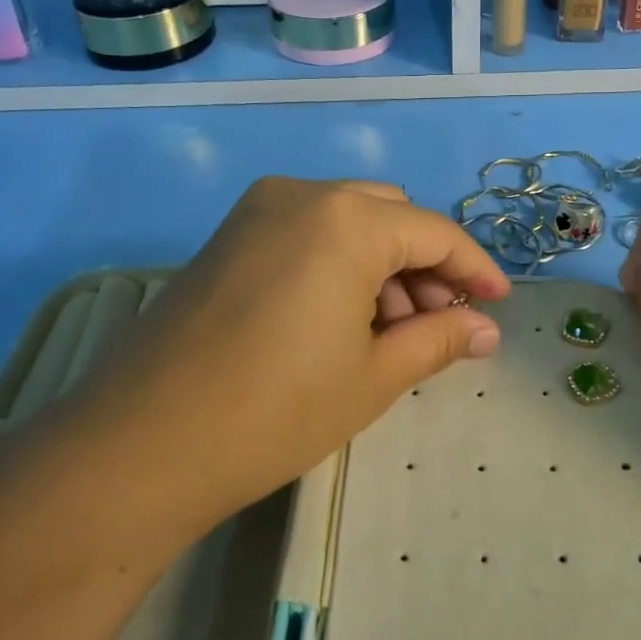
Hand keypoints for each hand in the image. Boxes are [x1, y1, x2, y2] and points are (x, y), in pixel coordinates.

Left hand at [68, 178, 510, 538]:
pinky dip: (340, 263)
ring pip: (348, 221)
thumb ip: (438, 339)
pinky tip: (342, 318)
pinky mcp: (229, 236)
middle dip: (426, 265)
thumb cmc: (275, 410)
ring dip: (383, 264)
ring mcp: (257, 211)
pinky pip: (307, 232)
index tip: (499, 303)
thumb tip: (485, 329)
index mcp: (346, 219)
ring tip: (391, 332)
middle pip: (391, 216)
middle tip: (441, 323)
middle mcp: (302, 194)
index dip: (474, 268)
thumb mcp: (373, 377)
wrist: (141, 444)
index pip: (434, 232)